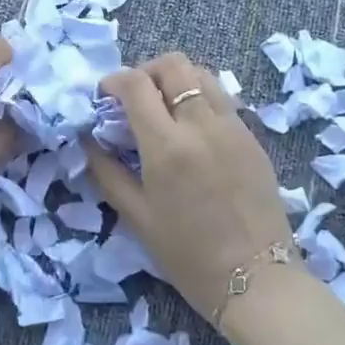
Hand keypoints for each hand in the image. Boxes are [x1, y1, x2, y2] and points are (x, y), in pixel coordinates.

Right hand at [84, 54, 293, 323]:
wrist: (257, 279)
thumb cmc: (188, 255)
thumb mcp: (137, 216)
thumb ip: (107, 172)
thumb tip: (87, 141)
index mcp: (167, 145)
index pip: (136, 84)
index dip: (113, 81)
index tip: (104, 96)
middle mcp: (201, 124)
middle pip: (173, 65)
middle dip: (146, 71)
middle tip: (134, 97)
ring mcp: (233, 127)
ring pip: (202, 74)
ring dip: (176, 80)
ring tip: (164, 108)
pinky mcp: (253, 137)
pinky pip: (222, 99)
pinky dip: (200, 98)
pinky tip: (192, 129)